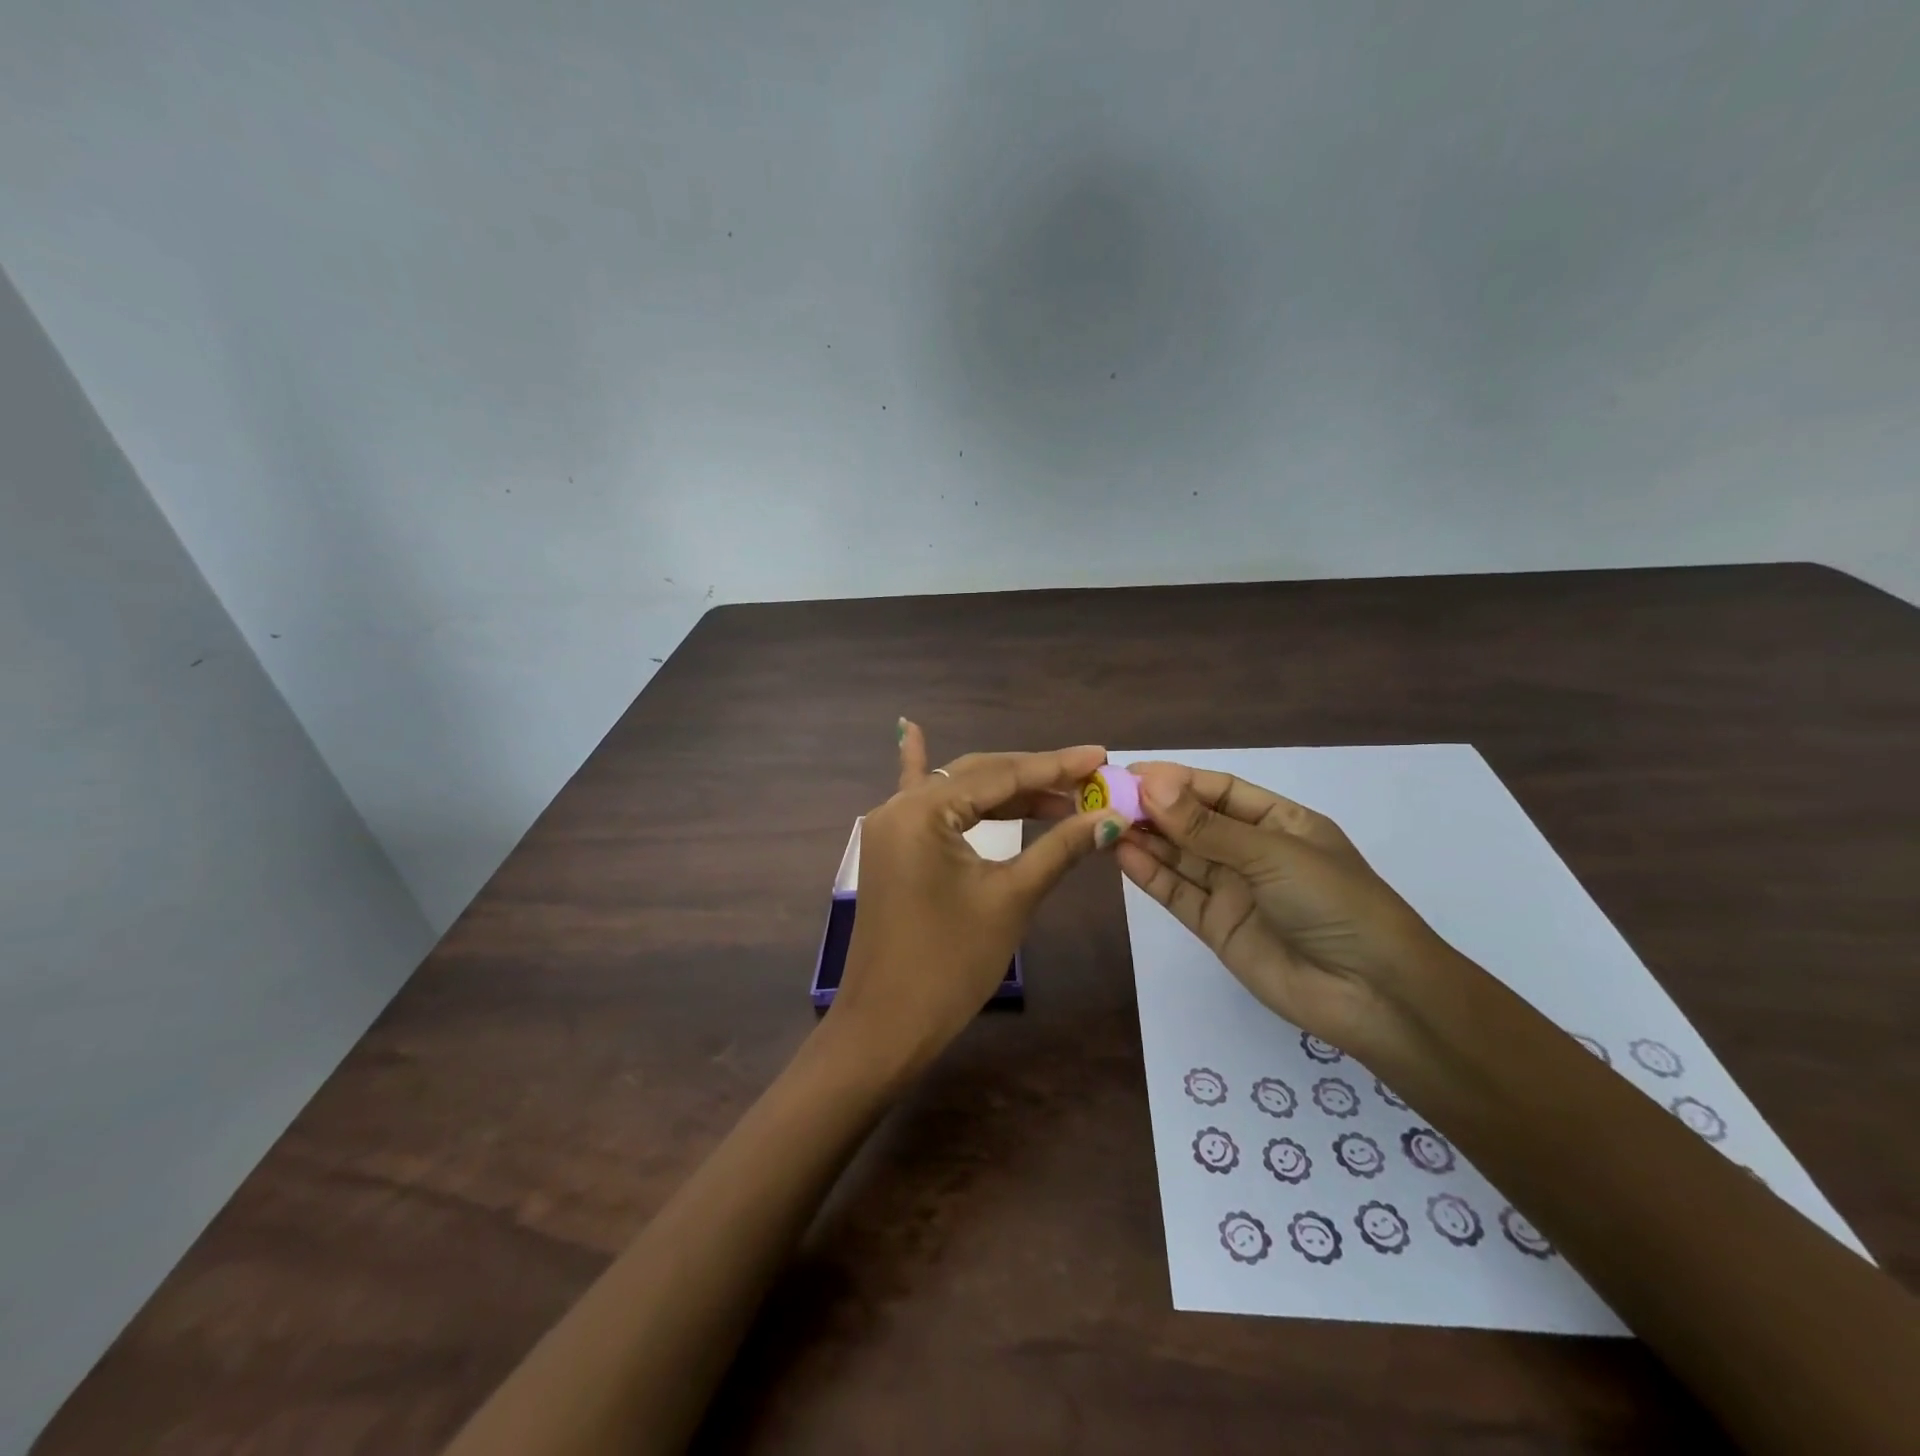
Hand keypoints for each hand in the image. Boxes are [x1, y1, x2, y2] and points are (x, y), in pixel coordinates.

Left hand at [826, 721, 1127, 1074]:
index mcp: (922, 811)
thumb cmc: (951, 964)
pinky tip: (913, 730)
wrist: (888, 1025)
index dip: (1055, 767)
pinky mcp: (891, 848)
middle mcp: (898, 806)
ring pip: (956, 792)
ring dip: (1003, 790)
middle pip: (977, 776)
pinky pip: (915, 802)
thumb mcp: (1011, 899)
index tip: (1100, 756)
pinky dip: (921, 767)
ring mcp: (889, 826)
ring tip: (1058, 794)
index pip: (1000, 776)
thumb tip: (1110, 818)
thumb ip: (1059, 848)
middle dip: (1033, 777)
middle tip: (1088, 780)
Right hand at [1114, 761, 1453, 1053]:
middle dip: (1153, 809)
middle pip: (1194, 822)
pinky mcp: (1217, 927)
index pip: (1219, 791)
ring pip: (1180, 857)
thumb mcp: (1271, 854)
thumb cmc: (1334, 903)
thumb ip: (1206, 826)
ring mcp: (1234, 891)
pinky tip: (1121, 854)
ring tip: (1103, 822)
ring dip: (1145, 839)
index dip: (1175, 780)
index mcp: (1280, 822)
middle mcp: (1253, 852)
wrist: (1372, 995)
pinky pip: (1178, 893)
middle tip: (1104, 796)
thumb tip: (1150, 785)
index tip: (1129, 773)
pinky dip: (1150, 874)